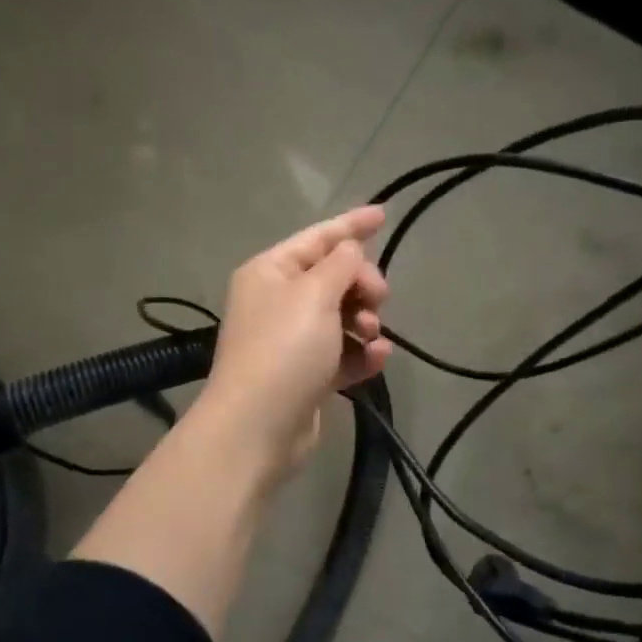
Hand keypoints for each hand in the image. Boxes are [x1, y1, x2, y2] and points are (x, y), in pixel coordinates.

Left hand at [200, 206, 391, 470]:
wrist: (258, 427)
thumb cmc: (284, 349)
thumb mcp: (314, 294)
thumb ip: (341, 264)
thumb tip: (349, 249)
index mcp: (270, 272)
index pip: (317, 238)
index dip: (351, 225)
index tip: (384, 214)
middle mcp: (277, 301)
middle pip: (333, 278)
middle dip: (362, 284)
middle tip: (377, 299)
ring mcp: (290, 340)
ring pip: (341, 316)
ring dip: (364, 321)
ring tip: (371, 335)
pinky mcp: (306, 375)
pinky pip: (342, 353)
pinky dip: (361, 353)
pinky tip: (378, 358)